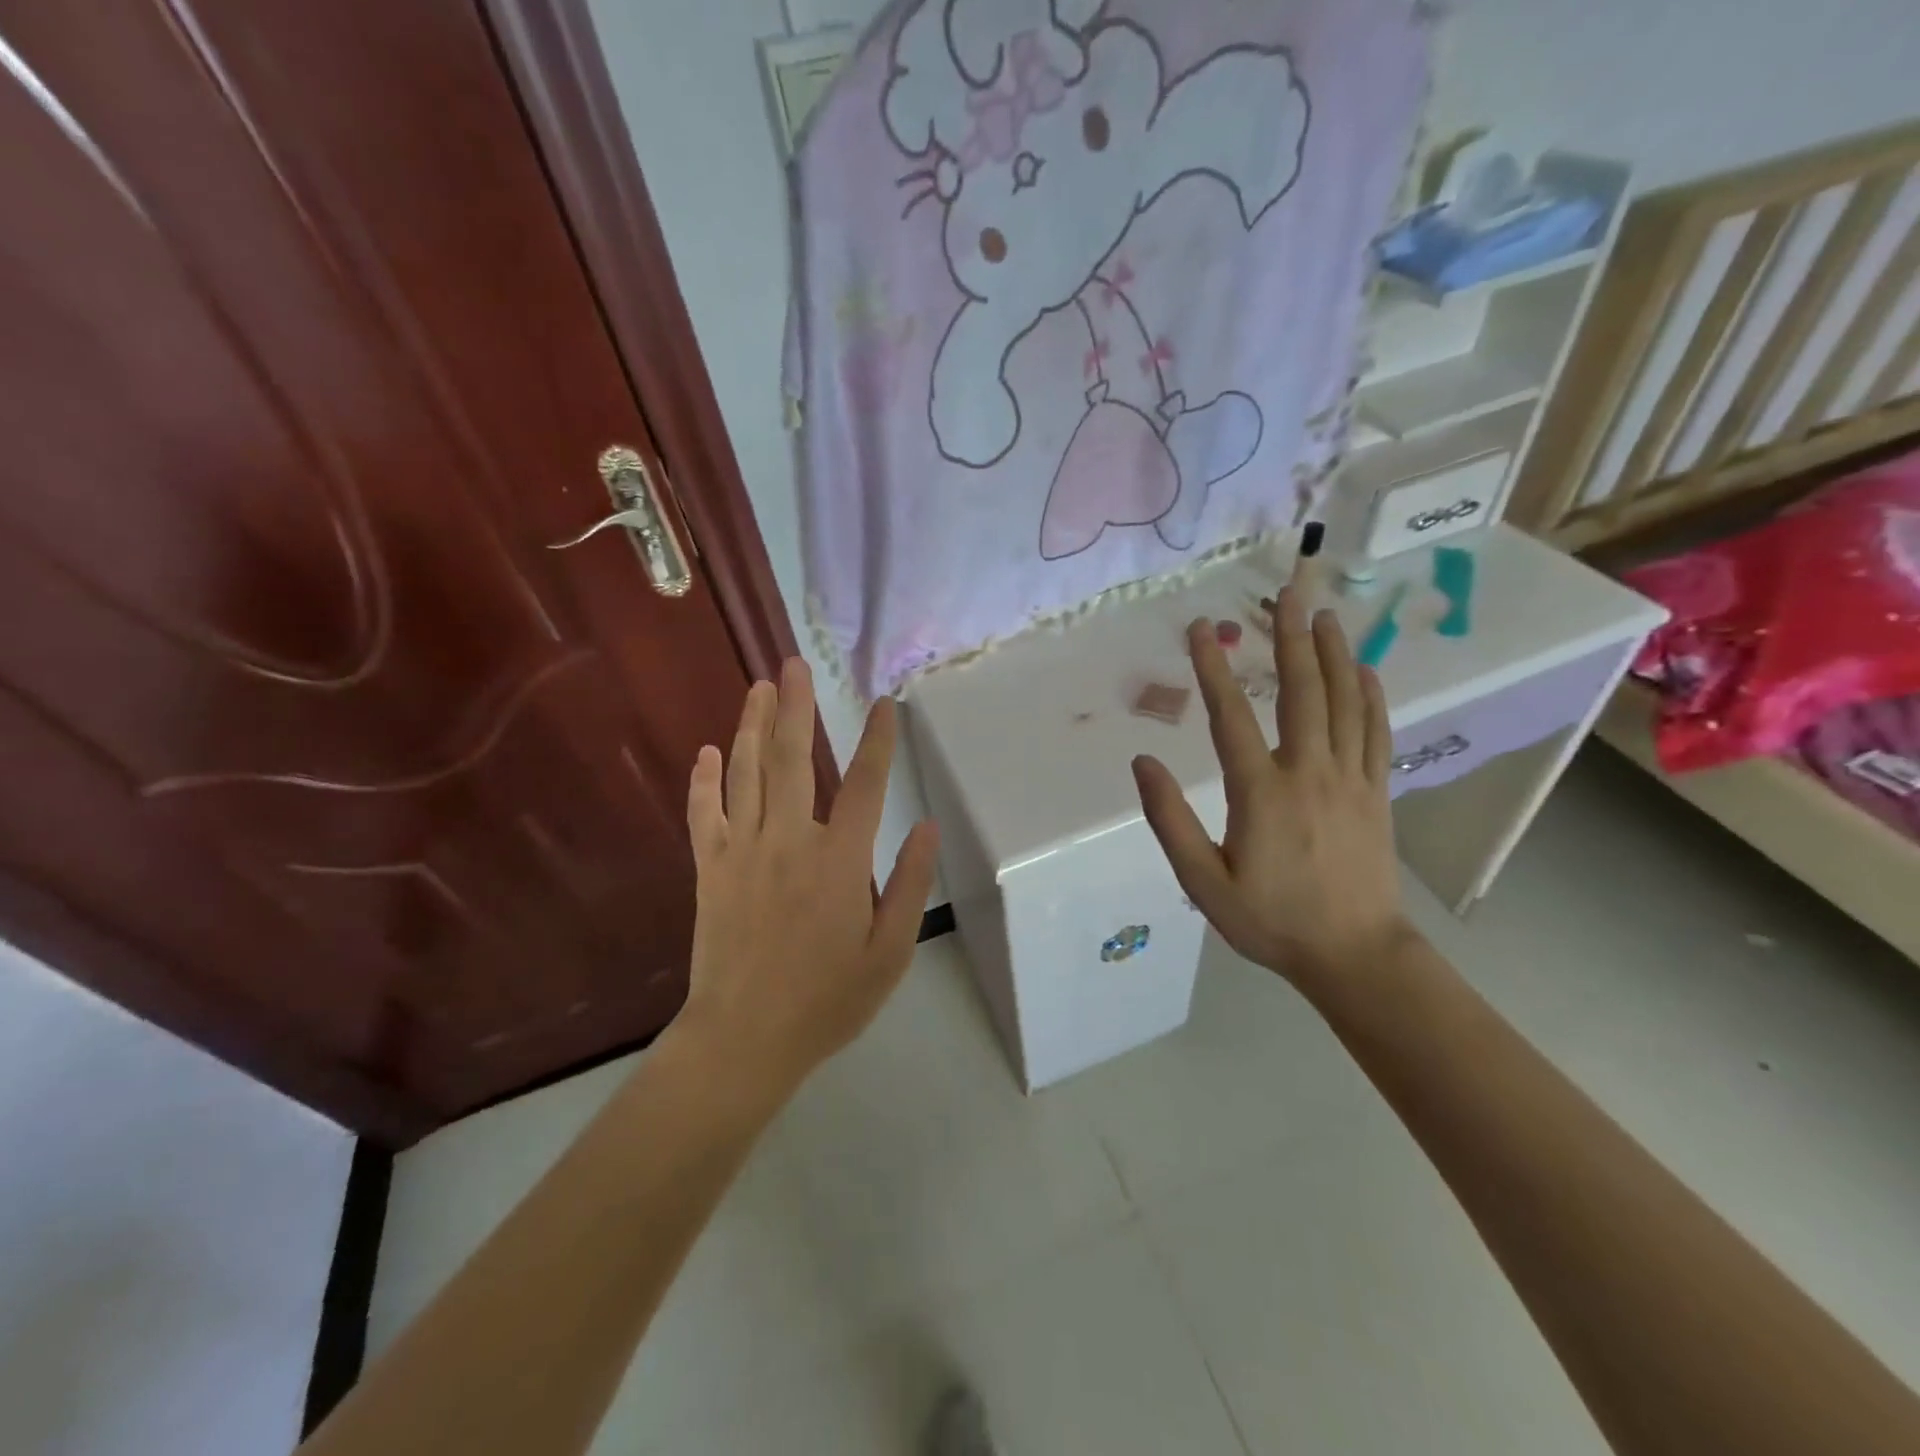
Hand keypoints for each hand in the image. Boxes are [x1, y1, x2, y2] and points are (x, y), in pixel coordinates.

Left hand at [677, 659, 939, 1103]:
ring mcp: (742, 851)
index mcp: (839, 860)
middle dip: (797, 708)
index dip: (878, 740)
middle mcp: (790, 841)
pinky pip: (705, 814)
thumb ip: (910, 884)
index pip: (866, 784)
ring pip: (747, 774)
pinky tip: (708, 752)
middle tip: (793, 664)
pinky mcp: (710, 869)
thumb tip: (928, 826)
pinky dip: (705, 781)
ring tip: (759, 688)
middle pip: (794, 760)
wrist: (744, 1039)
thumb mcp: (889, 951)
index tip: (885, 703)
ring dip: (753, 727)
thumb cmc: (827, 999)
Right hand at [1131, 588, 1411, 996]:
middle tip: (1286, 593)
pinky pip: (1376, 731)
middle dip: (1290, 637)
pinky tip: (1364, 669)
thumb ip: (1170, 821)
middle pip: (1302, 691)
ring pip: (1345, 702)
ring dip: (1334, 653)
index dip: (1214, 669)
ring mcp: (1350, 779)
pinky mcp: (1376, 792)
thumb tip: (1143, 763)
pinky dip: (1371, 695)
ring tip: (1324, 613)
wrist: (1355, 955)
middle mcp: (1309, 773)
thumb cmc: (1271, 921)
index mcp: (1262, 793)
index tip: (1201, 629)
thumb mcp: (1204, 883)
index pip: (1232, 716)